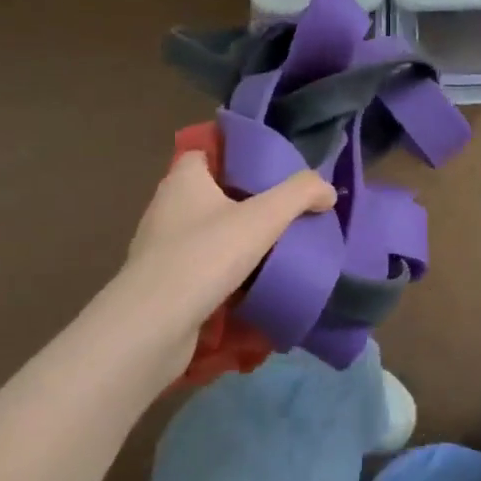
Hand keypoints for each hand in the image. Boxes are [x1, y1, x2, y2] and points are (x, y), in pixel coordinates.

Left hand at [112, 152, 334, 370]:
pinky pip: (200, 268)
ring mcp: (160, 249)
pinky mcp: (163, 285)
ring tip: (274, 248)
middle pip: (210, 194)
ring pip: (206, 234)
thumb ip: (300, 194)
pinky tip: (253, 284)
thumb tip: (327, 190)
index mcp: (183, 181)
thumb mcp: (264, 217)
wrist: (153, 327)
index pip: (205, 153)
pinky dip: (224, 273)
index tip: (268, 169)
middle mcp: (166, 209)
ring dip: (234, 240)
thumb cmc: (205, 256)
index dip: (234, 157)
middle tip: (282, 210)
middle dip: (243, 201)